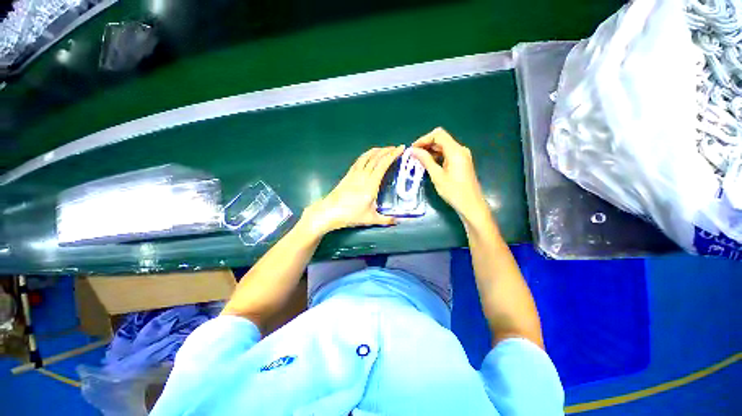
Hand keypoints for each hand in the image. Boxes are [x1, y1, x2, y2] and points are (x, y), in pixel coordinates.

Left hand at [303, 145, 404, 234]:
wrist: (329, 212)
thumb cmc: (350, 215)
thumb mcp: (370, 219)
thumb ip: (385, 220)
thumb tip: (398, 221)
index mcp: (371, 184)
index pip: (383, 164)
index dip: (392, 155)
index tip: (401, 149)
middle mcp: (363, 175)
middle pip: (376, 158)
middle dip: (387, 151)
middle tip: (396, 148)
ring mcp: (354, 174)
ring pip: (366, 157)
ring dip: (376, 151)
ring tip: (384, 149)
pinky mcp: (347, 175)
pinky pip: (359, 161)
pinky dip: (366, 155)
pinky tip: (368, 156)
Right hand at [411, 128, 488, 222]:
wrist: (471, 204)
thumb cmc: (454, 191)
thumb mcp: (437, 176)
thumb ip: (426, 160)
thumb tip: (414, 150)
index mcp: (455, 151)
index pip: (438, 135)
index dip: (424, 139)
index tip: (413, 148)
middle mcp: (460, 149)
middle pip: (441, 139)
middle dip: (426, 144)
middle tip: (414, 154)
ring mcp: (462, 155)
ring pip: (443, 146)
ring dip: (430, 150)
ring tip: (418, 159)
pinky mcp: (461, 162)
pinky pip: (447, 153)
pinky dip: (437, 155)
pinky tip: (429, 163)